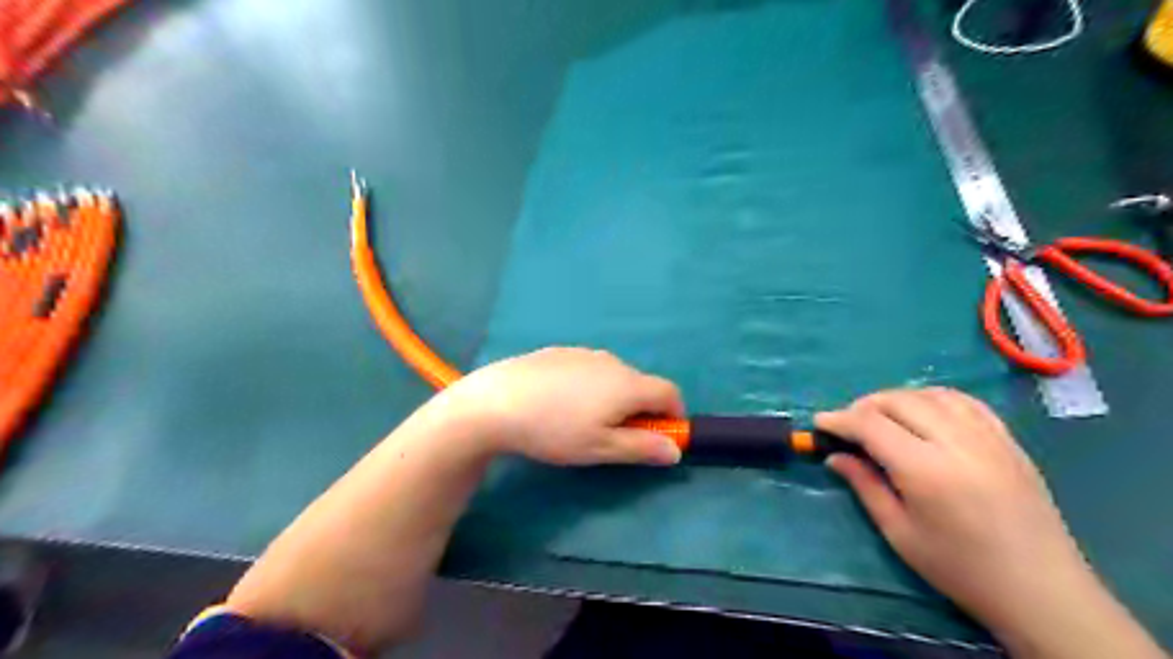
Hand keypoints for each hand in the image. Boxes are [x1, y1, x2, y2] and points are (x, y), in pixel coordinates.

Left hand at [443, 348, 689, 466]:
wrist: (495, 402)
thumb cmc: (554, 430)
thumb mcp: (600, 449)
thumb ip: (642, 448)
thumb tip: (676, 449)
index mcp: (627, 384)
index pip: (670, 392)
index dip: (674, 415)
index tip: (660, 437)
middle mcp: (611, 361)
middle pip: (641, 384)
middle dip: (640, 410)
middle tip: (614, 437)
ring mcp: (584, 353)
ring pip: (613, 376)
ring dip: (614, 397)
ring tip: (581, 421)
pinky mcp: (559, 352)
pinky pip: (588, 368)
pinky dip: (589, 385)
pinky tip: (559, 403)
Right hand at [818, 388, 1091, 636]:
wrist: (1041, 590)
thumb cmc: (960, 568)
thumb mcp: (899, 532)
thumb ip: (865, 486)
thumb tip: (836, 456)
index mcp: (926, 469)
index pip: (871, 424)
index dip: (840, 419)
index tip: (820, 423)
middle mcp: (957, 442)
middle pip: (898, 401)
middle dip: (864, 406)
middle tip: (848, 425)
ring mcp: (988, 437)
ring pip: (931, 394)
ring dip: (897, 399)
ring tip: (882, 417)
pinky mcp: (1008, 441)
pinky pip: (965, 402)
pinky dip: (935, 399)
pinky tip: (924, 413)